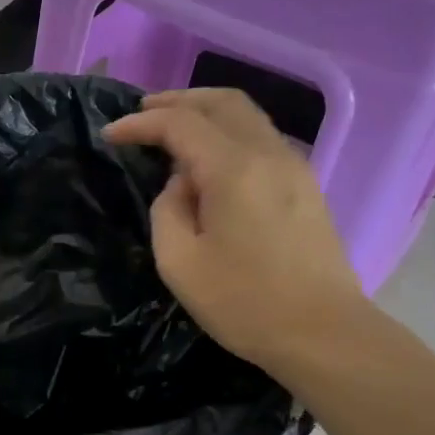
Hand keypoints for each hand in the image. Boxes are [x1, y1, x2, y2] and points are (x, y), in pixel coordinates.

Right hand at [106, 89, 367, 377]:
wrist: (324, 333)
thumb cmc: (245, 303)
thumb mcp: (180, 264)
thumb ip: (168, 211)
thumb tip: (181, 186)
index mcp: (234, 169)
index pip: (180, 124)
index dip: (141, 123)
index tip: (109, 134)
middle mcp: (268, 153)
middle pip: (222, 102)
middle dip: (177, 101)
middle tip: (142, 113)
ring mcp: (294, 167)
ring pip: (247, 116)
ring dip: (205, 113)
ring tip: (172, 130)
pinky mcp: (305, 186)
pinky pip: (261, 139)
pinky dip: (228, 133)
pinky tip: (209, 159)